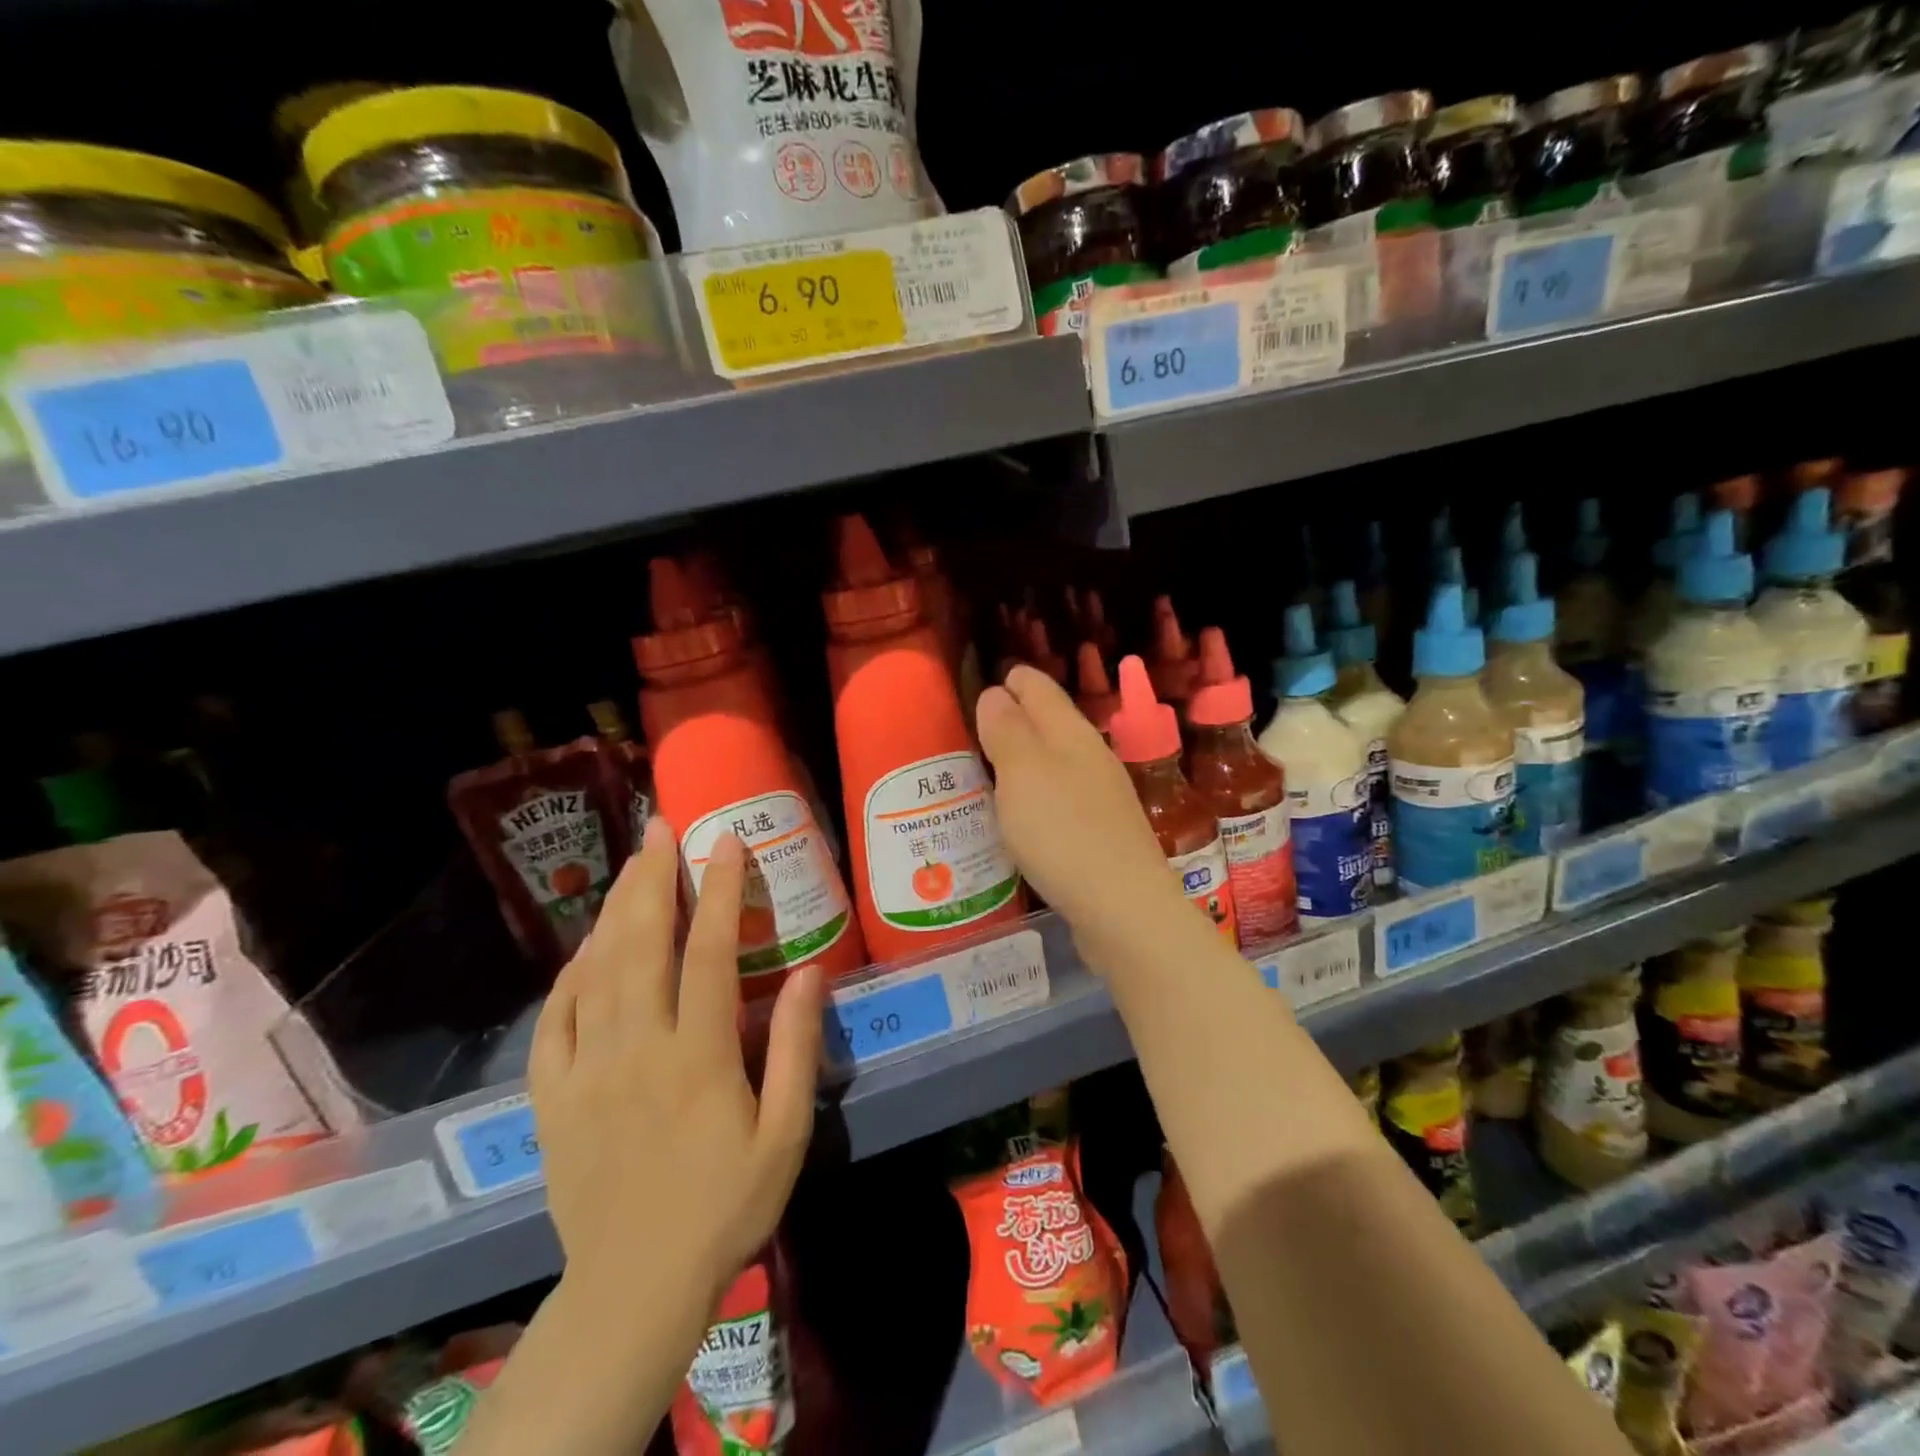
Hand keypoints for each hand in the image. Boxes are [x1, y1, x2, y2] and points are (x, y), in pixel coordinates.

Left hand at [529, 818, 822, 1307]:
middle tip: (661, 827)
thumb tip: (808, 972)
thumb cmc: (726, 1205)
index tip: (728, 841)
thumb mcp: (785, 1135)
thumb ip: (794, 1049)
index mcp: (698, 1056)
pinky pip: (555, 1019)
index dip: (719, 889)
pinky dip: (570, 974)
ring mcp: (585, 1071)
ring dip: (614, 909)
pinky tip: (586, 948)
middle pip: (640, 944)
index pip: (708, 952)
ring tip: (630, 863)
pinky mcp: (551, 1096)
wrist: (635, 1285)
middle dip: (652, 877)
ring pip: (595, 971)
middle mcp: (636, 1050)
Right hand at [977, 665, 1191, 966]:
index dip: (1009, 681)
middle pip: (1049, 722)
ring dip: (1024, 759)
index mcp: (1071, 732)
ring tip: (987, 770)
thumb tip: (996, 693)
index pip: (1037, 687)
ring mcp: (1101, 795)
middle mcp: (1090, 756)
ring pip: (1055, 761)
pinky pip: (1061, 798)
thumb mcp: (1023, 773)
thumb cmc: (1063, 832)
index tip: (977, 686)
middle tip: (971, 730)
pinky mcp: (1101, 833)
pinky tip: (1021, 816)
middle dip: (1013, 719)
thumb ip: (1007, 730)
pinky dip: (1036, 795)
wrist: (1124, 908)